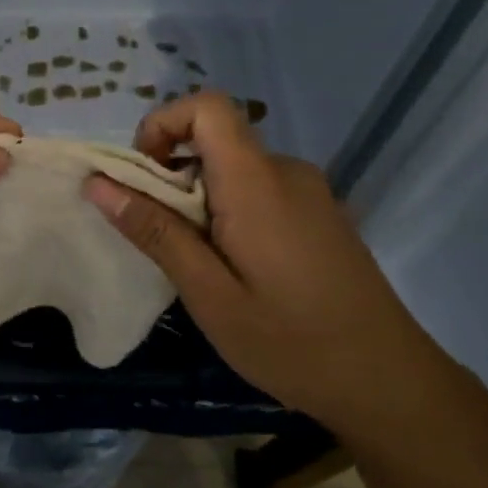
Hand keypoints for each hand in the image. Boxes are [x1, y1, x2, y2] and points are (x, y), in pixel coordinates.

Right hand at [82, 92, 443, 430]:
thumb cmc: (291, 341)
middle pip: (215, 139)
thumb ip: (155, 231)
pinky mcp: (321, 214)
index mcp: (257, 181)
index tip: (140, 176)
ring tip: (198, 265)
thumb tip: (98, 183)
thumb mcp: (208, 294)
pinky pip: (260, 190)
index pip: (207, 106)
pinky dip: (229, 211)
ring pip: (235, 169)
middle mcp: (286, 171)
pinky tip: (236, 270)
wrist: (389, 381)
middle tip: (160, 239)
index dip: (163, 124)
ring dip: (200, 199)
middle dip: (172, 175)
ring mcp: (310, 192)